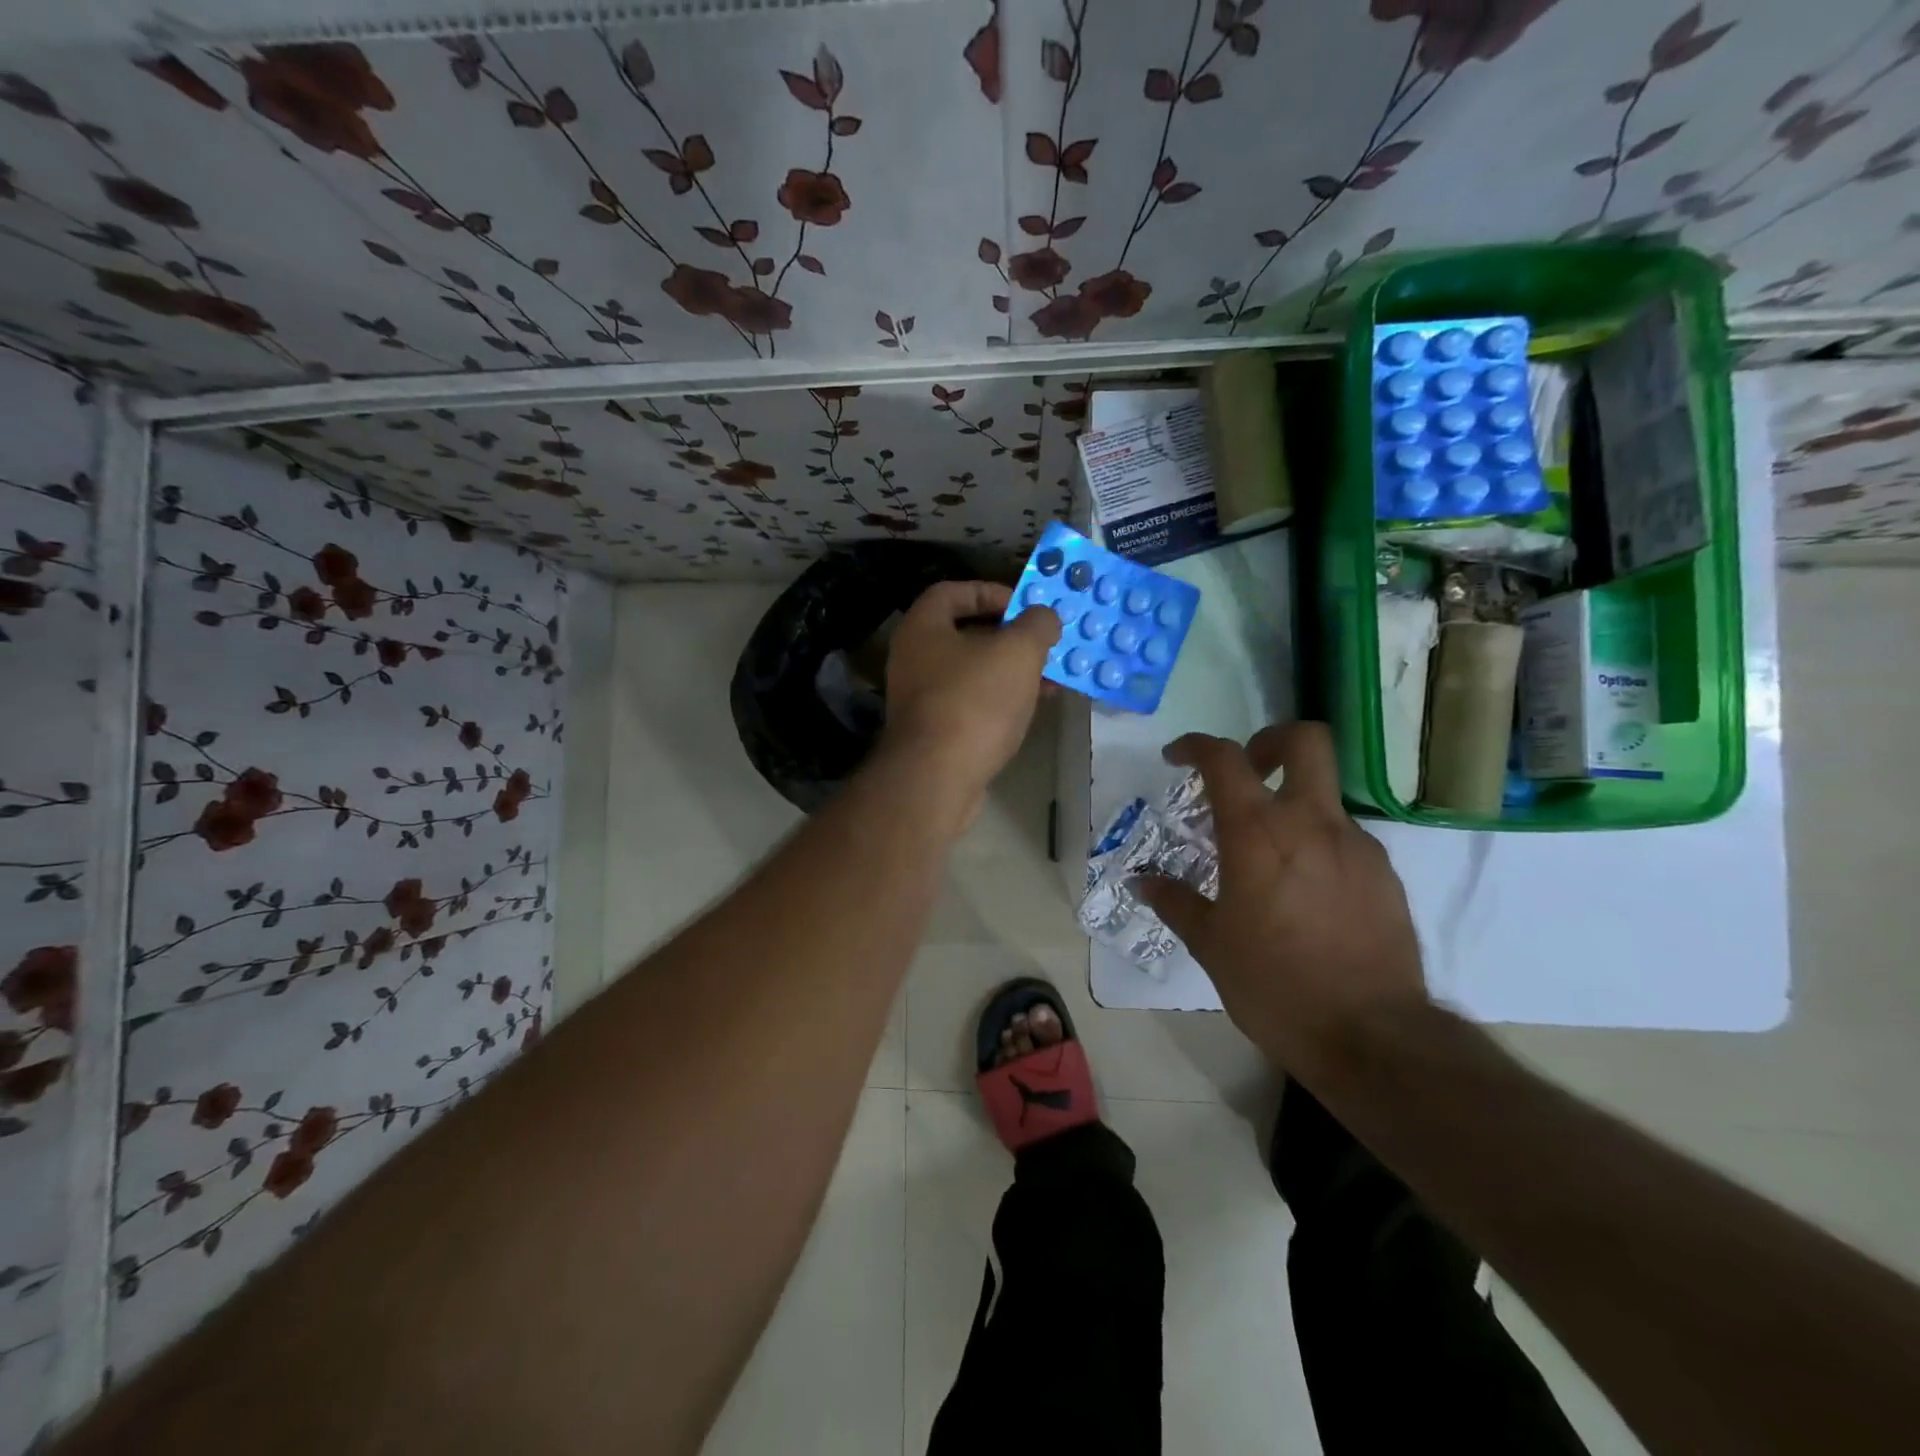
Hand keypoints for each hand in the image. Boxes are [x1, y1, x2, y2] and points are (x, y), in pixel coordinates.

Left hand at [877, 581, 1060, 830]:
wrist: (937, 777)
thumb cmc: (975, 701)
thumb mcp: (1018, 652)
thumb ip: (1036, 625)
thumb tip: (1044, 616)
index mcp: (923, 628)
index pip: (952, 591)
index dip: (989, 591)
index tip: (1023, 605)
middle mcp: (913, 659)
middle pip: (964, 634)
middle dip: (1009, 637)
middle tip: (1043, 645)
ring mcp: (920, 698)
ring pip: (972, 673)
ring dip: (1009, 672)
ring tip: (1049, 680)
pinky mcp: (932, 733)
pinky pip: (970, 704)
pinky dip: (999, 701)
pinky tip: (1029, 710)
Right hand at [1136, 722, 1428, 1082]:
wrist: (1372, 1036)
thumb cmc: (1275, 986)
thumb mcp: (1210, 945)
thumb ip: (1175, 902)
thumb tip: (1142, 881)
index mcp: (1257, 834)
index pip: (1224, 758)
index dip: (1196, 745)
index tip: (1177, 758)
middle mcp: (1311, 824)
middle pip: (1304, 741)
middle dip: (1269, 741)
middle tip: (1248, 772)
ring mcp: (1356, 845)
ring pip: (1324, 794)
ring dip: (1293, 804)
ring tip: (1270, 857)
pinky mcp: (1385, 874)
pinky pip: (1345, 839)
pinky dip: (1319, 844)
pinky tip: (1307, 892)